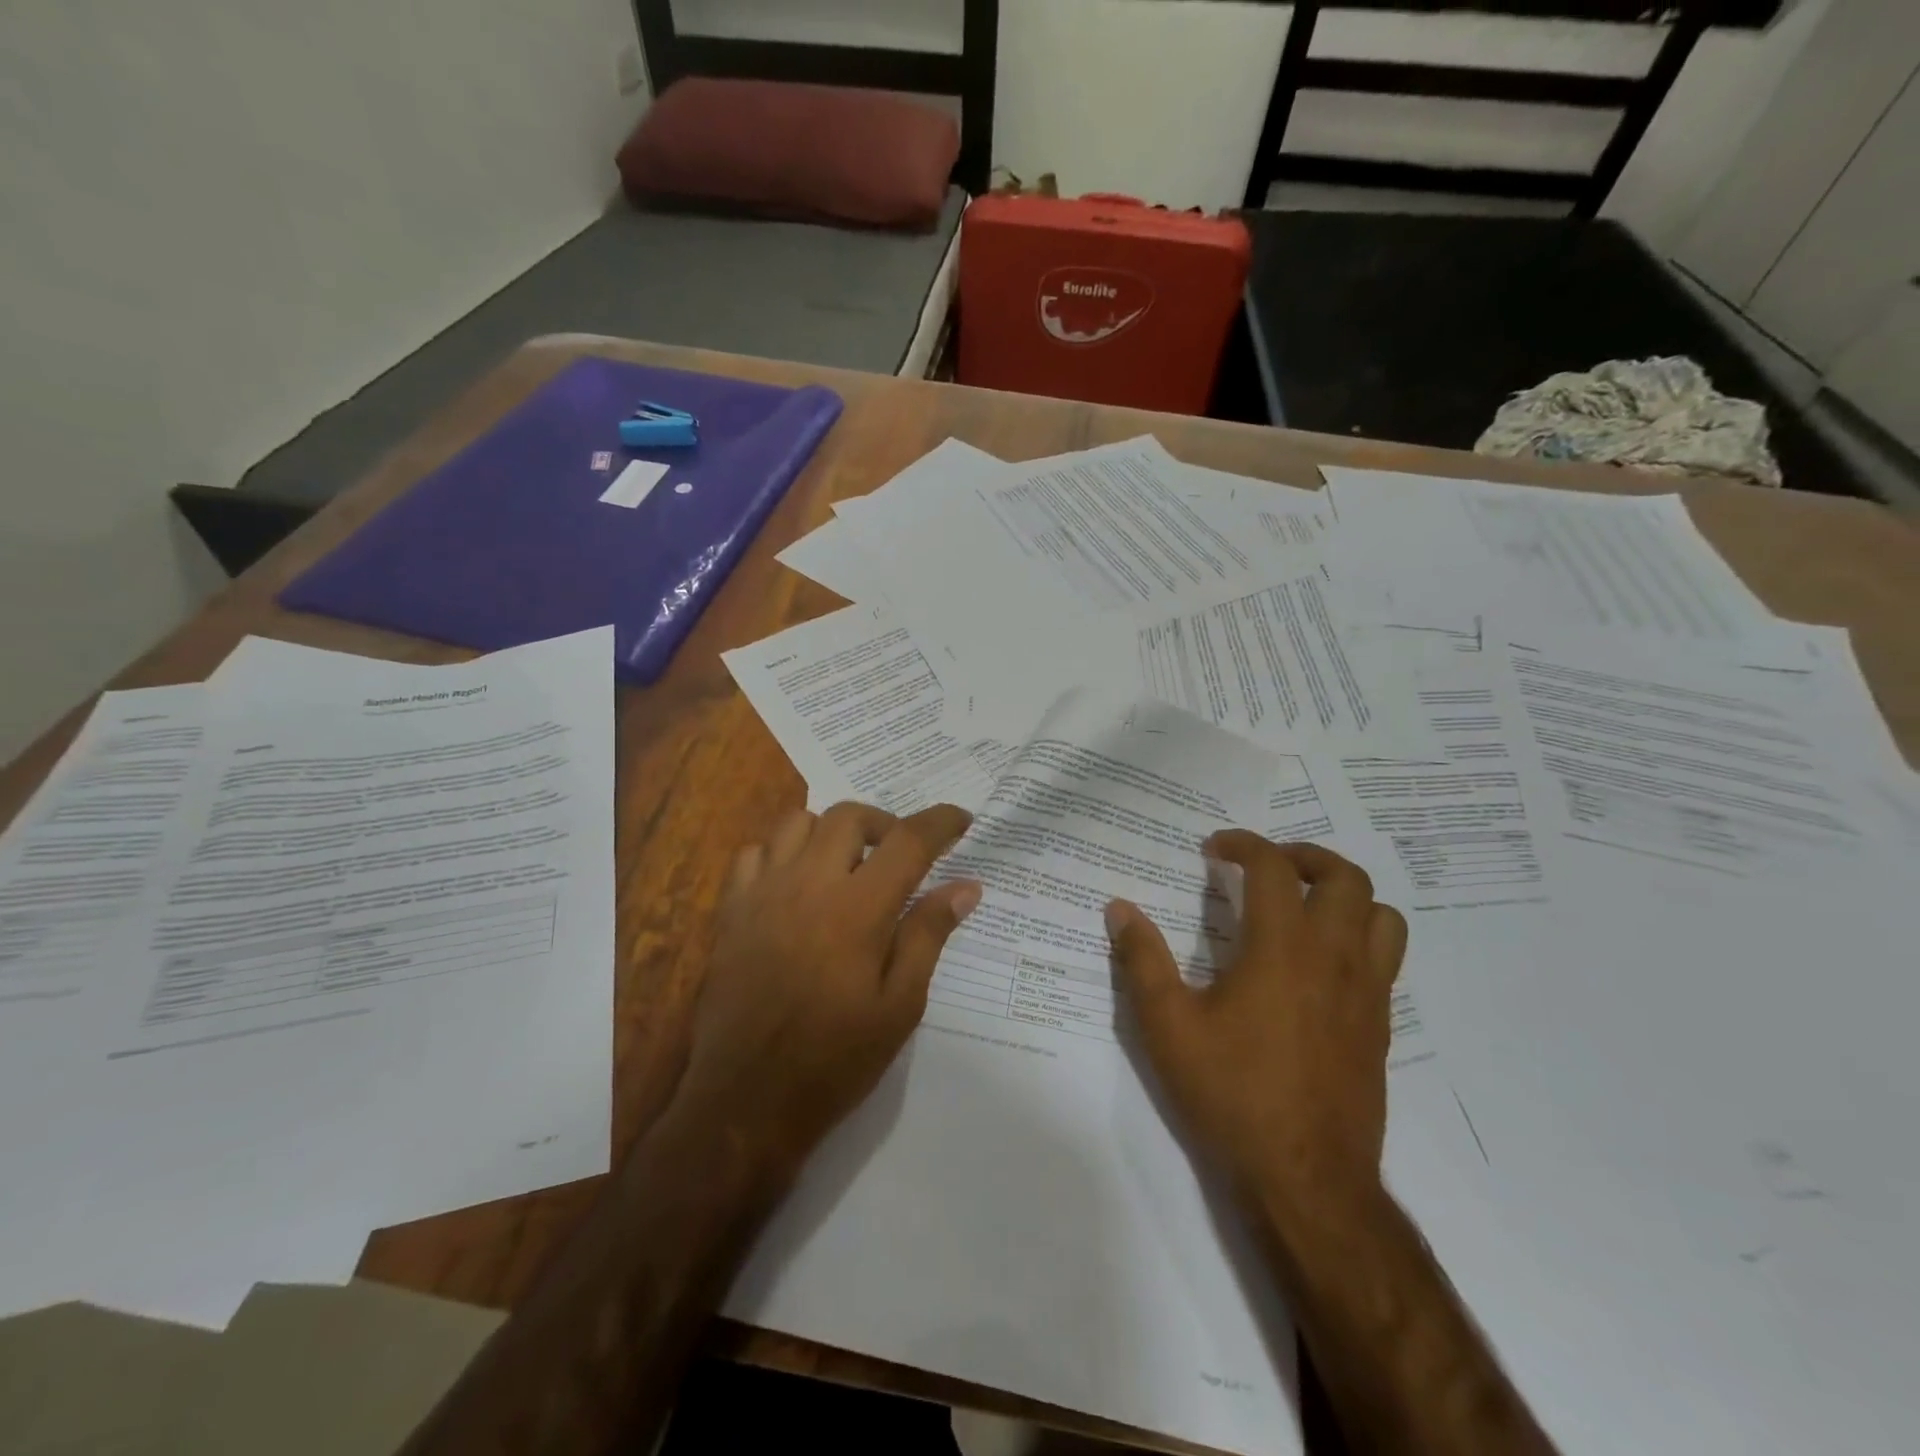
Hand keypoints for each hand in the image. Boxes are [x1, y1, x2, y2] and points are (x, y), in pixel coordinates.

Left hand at [676, 801, 980, 1174]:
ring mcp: (762, 893)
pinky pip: (754, 853)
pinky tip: (795, 884)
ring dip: (832, 831)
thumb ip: (928, 935)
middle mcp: (808, 884)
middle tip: (901, 855)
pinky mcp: (731, 911)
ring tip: (848, 864)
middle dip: (885, 823)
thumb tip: (965, 887)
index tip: (962, 820)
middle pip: (850, 816)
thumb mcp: (899, 1006)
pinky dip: (781, 852)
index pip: (908, 840)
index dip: (940, 821)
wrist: (746, 1101)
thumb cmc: (834, 1060)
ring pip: (798, 822)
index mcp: (858, 909)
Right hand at [1106, 832, 1407, 1220]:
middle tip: (1266, 866)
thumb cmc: (1231, 1094)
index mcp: (1282, 949)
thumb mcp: (1167, 1026)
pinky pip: (1386, 958)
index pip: (1274, 867)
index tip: (1214, 849)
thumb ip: (1141, 960)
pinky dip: (1359, 935)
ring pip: (1382, 914)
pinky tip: (1319, 963)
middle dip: (1304, 856)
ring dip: (1345, 894)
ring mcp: (1367, 993)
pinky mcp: (1380, 1026)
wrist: (1306, 1181)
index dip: (1243, 844)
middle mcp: (1335, 959)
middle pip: (1345, 877)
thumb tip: (1119, 909)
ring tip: (1304, 904)